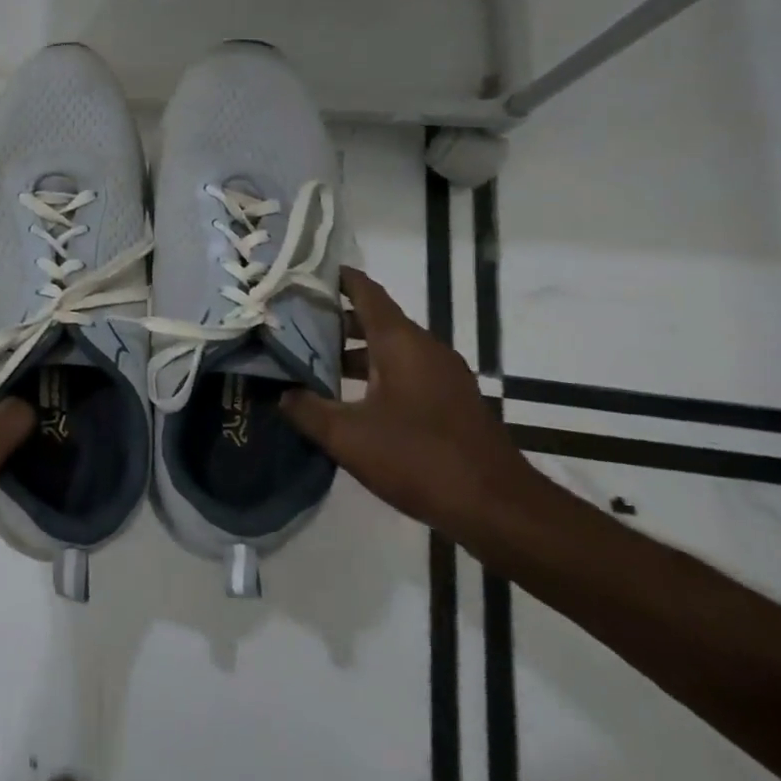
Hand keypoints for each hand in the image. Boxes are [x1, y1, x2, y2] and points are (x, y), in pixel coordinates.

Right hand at [278, 266, 543, 537]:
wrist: (498, 508)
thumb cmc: (419, 459)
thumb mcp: (347, 437)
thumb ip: (307, 410)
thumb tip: (282, 393)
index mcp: (401, 343)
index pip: (366, 293)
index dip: (337, 278)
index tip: (305, 272)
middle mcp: (425, 348)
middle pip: (376, 319)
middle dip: (335, 318)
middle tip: (294, 322)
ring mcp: (444, 375)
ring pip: (392, 347)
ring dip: (355, 349)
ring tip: (314, 361)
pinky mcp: (452, 400)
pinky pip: (407, 370)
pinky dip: (376, 371)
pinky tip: (351, 397)